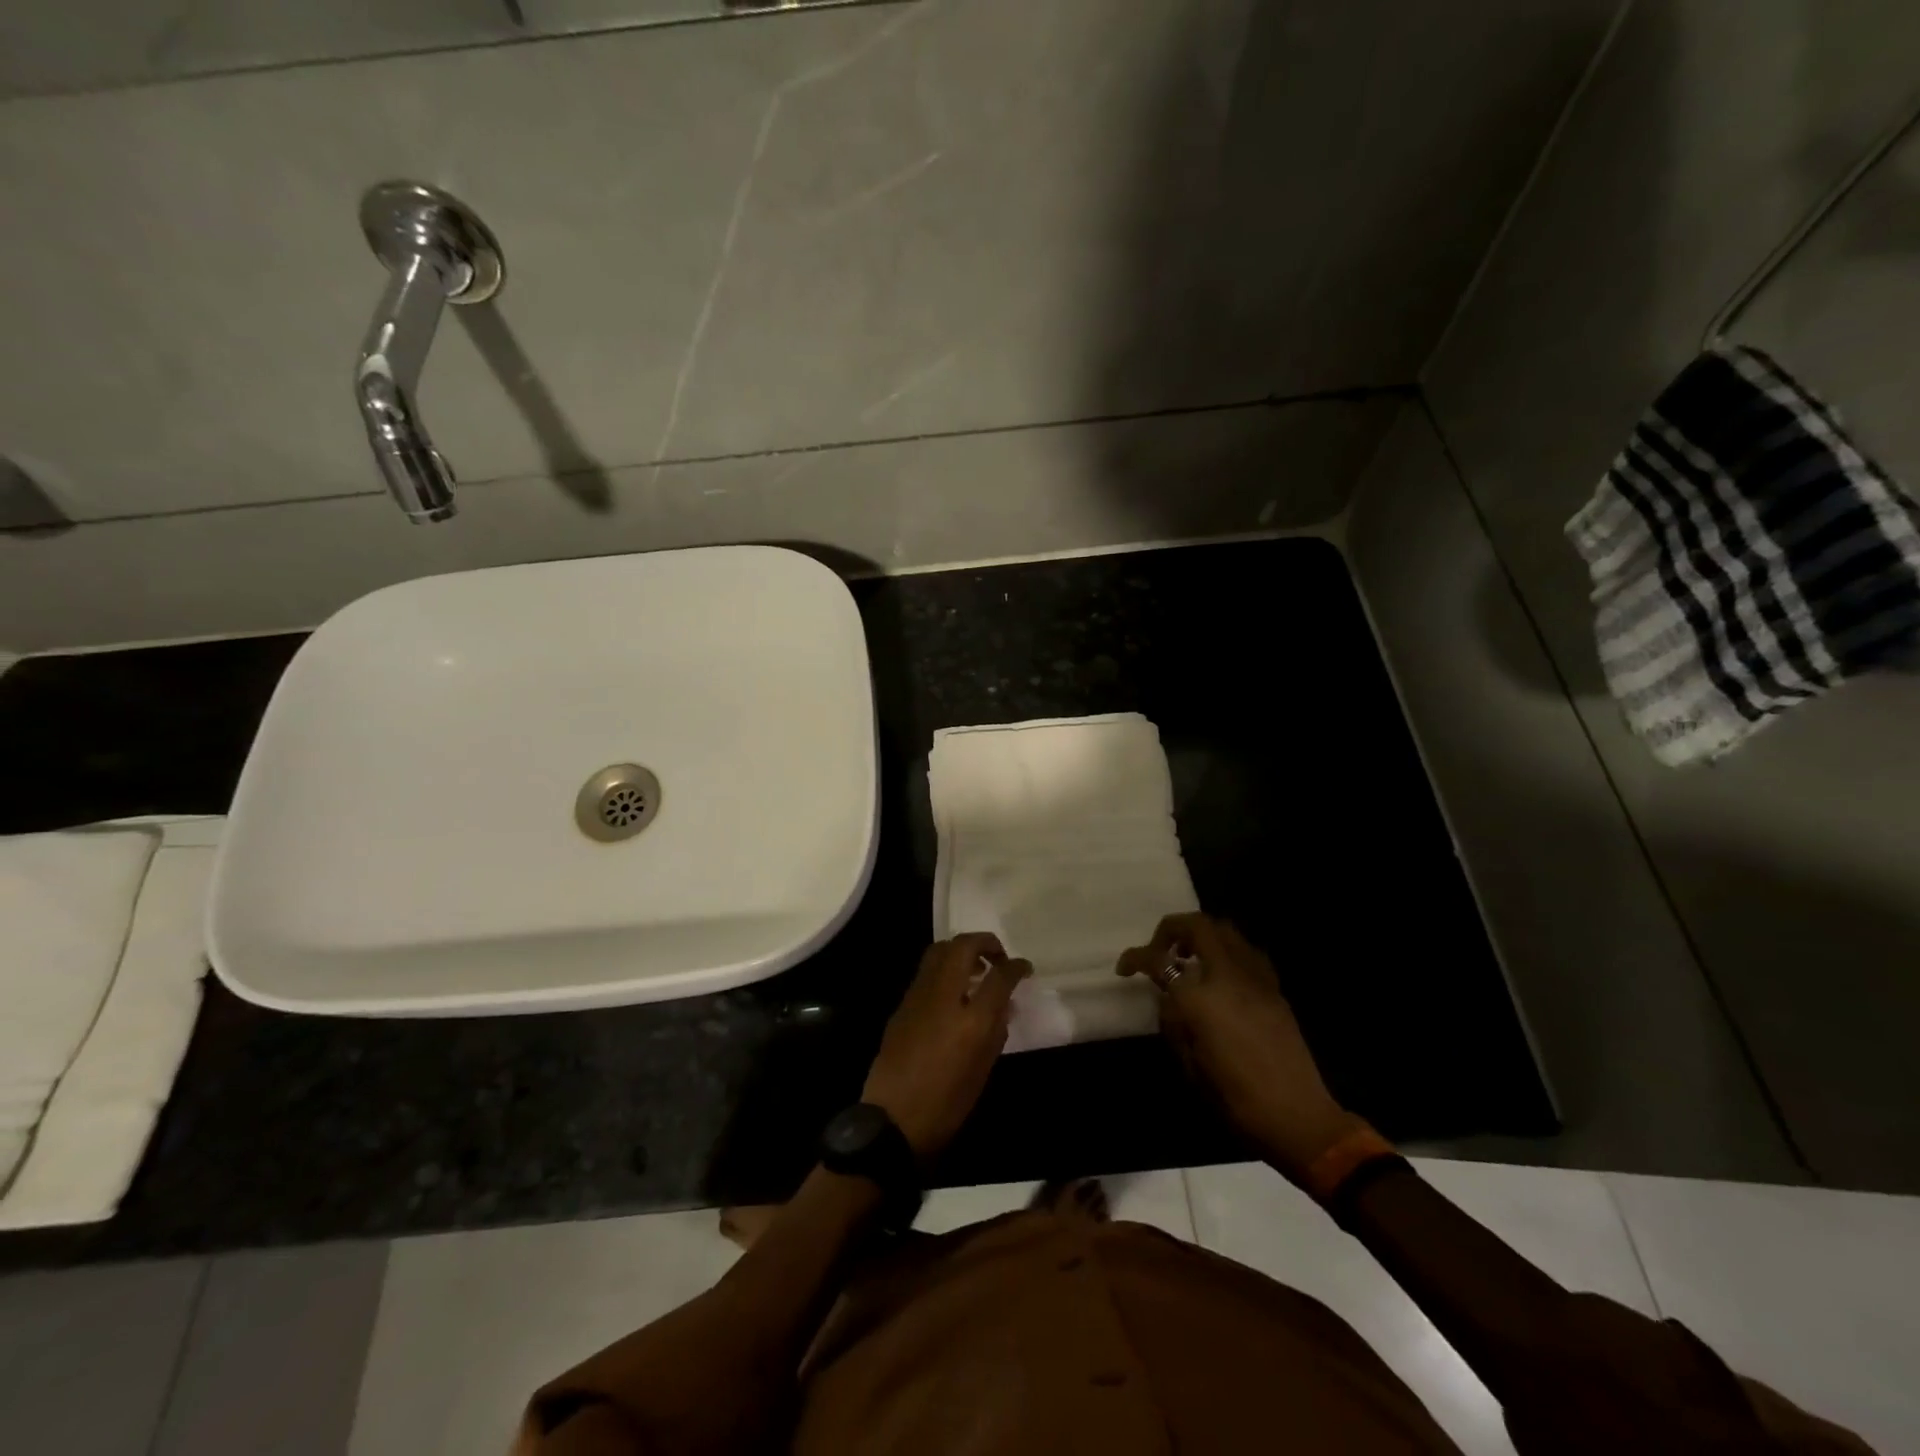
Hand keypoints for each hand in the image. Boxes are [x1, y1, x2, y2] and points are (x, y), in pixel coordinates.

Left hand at [862, 933, 1031, 1160]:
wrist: (893, 1119)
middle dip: (986, 943)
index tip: (1024, 968)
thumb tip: (1004, 1004)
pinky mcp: (903, 1003)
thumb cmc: (947, 1103)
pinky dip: (945, 967)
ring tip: (976, 969)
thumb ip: (997, 1029)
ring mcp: (919, 995)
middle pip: (964, 946)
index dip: (1016, 966)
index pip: (1000, 975)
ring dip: (962, 950)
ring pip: (940, 950)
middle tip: (999, 957)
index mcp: (972, 1020)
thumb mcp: (983, 1069)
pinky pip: (927, 970)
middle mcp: (944, 996)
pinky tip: (953, 989)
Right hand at [1118, 913, 1366, 1183]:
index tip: (1125, 968)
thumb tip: (1170, 998)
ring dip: (1201, 935)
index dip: (1135, 958)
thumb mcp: (1189, 1064)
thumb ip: (1173, 1021)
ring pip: (1225, 930)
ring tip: (1189, 959)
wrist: (1297, 1116)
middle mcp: (1228, 976)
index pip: (1159, 960)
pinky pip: (1246, 951)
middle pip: (1198, 926)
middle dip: (1171, 930)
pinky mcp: (1274, 988)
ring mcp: (1256, 978)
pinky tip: (1221, 975)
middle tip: (1160, 951)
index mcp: (1200, 998)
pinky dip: (1226, 951)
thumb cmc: (1235, 1098)